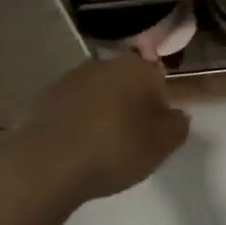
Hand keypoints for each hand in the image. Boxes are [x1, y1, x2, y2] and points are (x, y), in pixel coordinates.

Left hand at [10, 55, 189, 206]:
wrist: (49, 162)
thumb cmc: (115, 149)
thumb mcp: (162, 145)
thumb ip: (177, 126)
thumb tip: (176, 114)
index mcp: (136, 68)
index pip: (158, 78)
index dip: (160, 105)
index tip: (155, 132)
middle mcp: (104, 63)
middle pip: (127, 82)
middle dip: (132, 105)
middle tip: (131, 140)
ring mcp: (72, 77)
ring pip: (100, 93)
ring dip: (104, 112)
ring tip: (102, 147)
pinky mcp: (48, 96)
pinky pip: (75, 106)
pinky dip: (79, 120)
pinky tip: (77, 146)